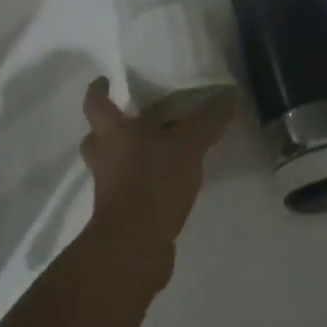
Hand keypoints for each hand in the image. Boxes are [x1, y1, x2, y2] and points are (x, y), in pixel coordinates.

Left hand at [79, 77, 233, 288]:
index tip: (105, 80)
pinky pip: (129, 189)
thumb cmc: (152, 183)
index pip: (96, 104)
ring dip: (129, 156)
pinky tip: (168, 183)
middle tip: (134, 118)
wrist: (134, 247)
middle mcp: (105, 157)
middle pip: (97, 137)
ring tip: (158, 150)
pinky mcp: (121, 214)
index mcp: (112, 133)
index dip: (98, 90)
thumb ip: (207, 121)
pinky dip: (143, 183)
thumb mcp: (187, 146)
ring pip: (113, 164)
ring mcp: (110, 188)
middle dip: (111, 127)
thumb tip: (230, 95)